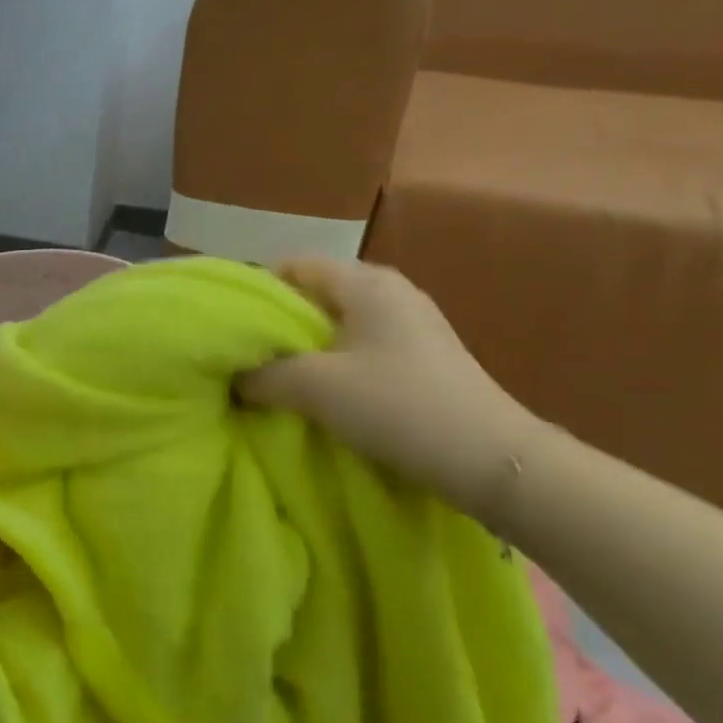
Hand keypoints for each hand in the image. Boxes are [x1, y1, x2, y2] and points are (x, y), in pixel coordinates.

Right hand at [239, 257, 540, 517]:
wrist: (489, 458)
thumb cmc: (396, 405)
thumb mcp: (315, 388)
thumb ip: (264, 375)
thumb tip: (235, 378)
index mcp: (366, 282)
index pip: (294, 265)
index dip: (257, 291)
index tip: (233, 327)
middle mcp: (391, 290)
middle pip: (316, 293)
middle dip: (279, 324)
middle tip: (249, 356)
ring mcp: (412, 322)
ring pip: (339, 323)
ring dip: (306, 348)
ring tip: (277, 378)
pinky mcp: (423, 355)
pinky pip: (362, 345)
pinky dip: (334, 362)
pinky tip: (323, 393)